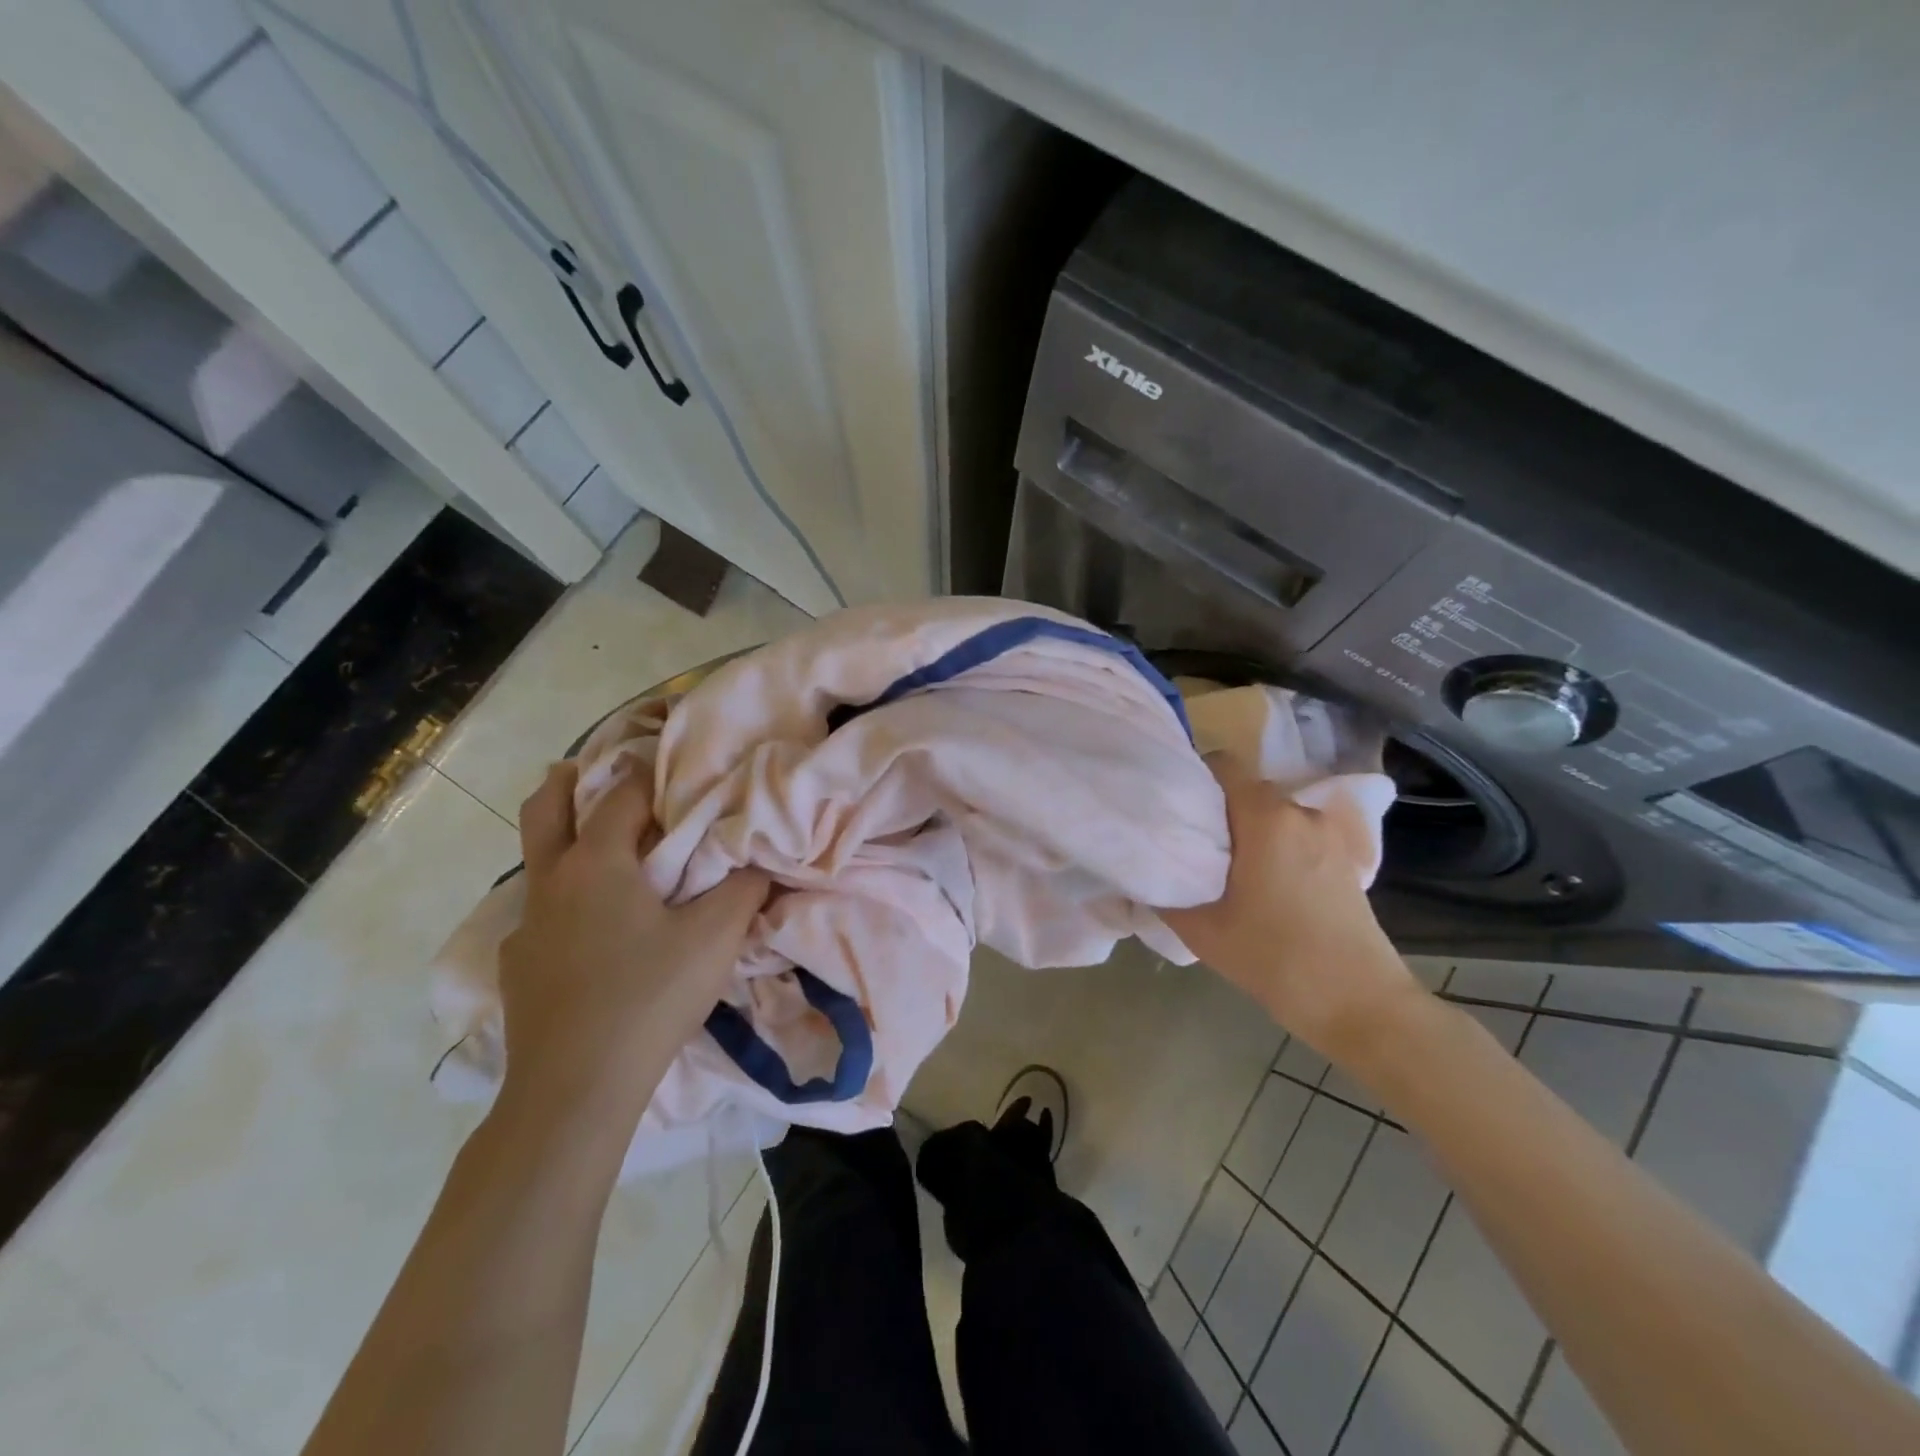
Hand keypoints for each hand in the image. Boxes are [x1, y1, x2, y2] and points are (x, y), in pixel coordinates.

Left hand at [497, 762, 767, 1133]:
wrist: (574, 1090)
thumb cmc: (649, 997)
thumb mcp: (715, 939)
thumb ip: (744, 889)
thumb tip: (763, 860)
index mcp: (597, 864)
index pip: (620, 797)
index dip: (648, 776)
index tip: (671, 768)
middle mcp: (552, 883)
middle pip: (544, 809)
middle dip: (566, 782)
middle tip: (589, 769)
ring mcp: (526, 926)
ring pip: (539, 864)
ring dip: (566, 843)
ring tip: (607, 855)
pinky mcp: (517, 966)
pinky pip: (541, 914)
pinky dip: (566, 901)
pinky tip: (593, 932)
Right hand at [1162, 754, 1424, 1065]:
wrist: (1359, 1004)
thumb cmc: (1274, 959)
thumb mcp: (1201, 930)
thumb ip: (1163, 892)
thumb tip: (1143, 870)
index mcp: (1265, 817)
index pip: (1223, 764)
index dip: (1193, 777)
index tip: (1173, 807)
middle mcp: (1300, 813)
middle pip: (1247, 790)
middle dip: (1218, 810)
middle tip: (1192, 845)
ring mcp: (1328, 835)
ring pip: (1273, 815)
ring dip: (1249, 832)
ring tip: (1227, 871)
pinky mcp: (1344, 859)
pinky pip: (1296, 835)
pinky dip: (1275, 848)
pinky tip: (1263, 886)